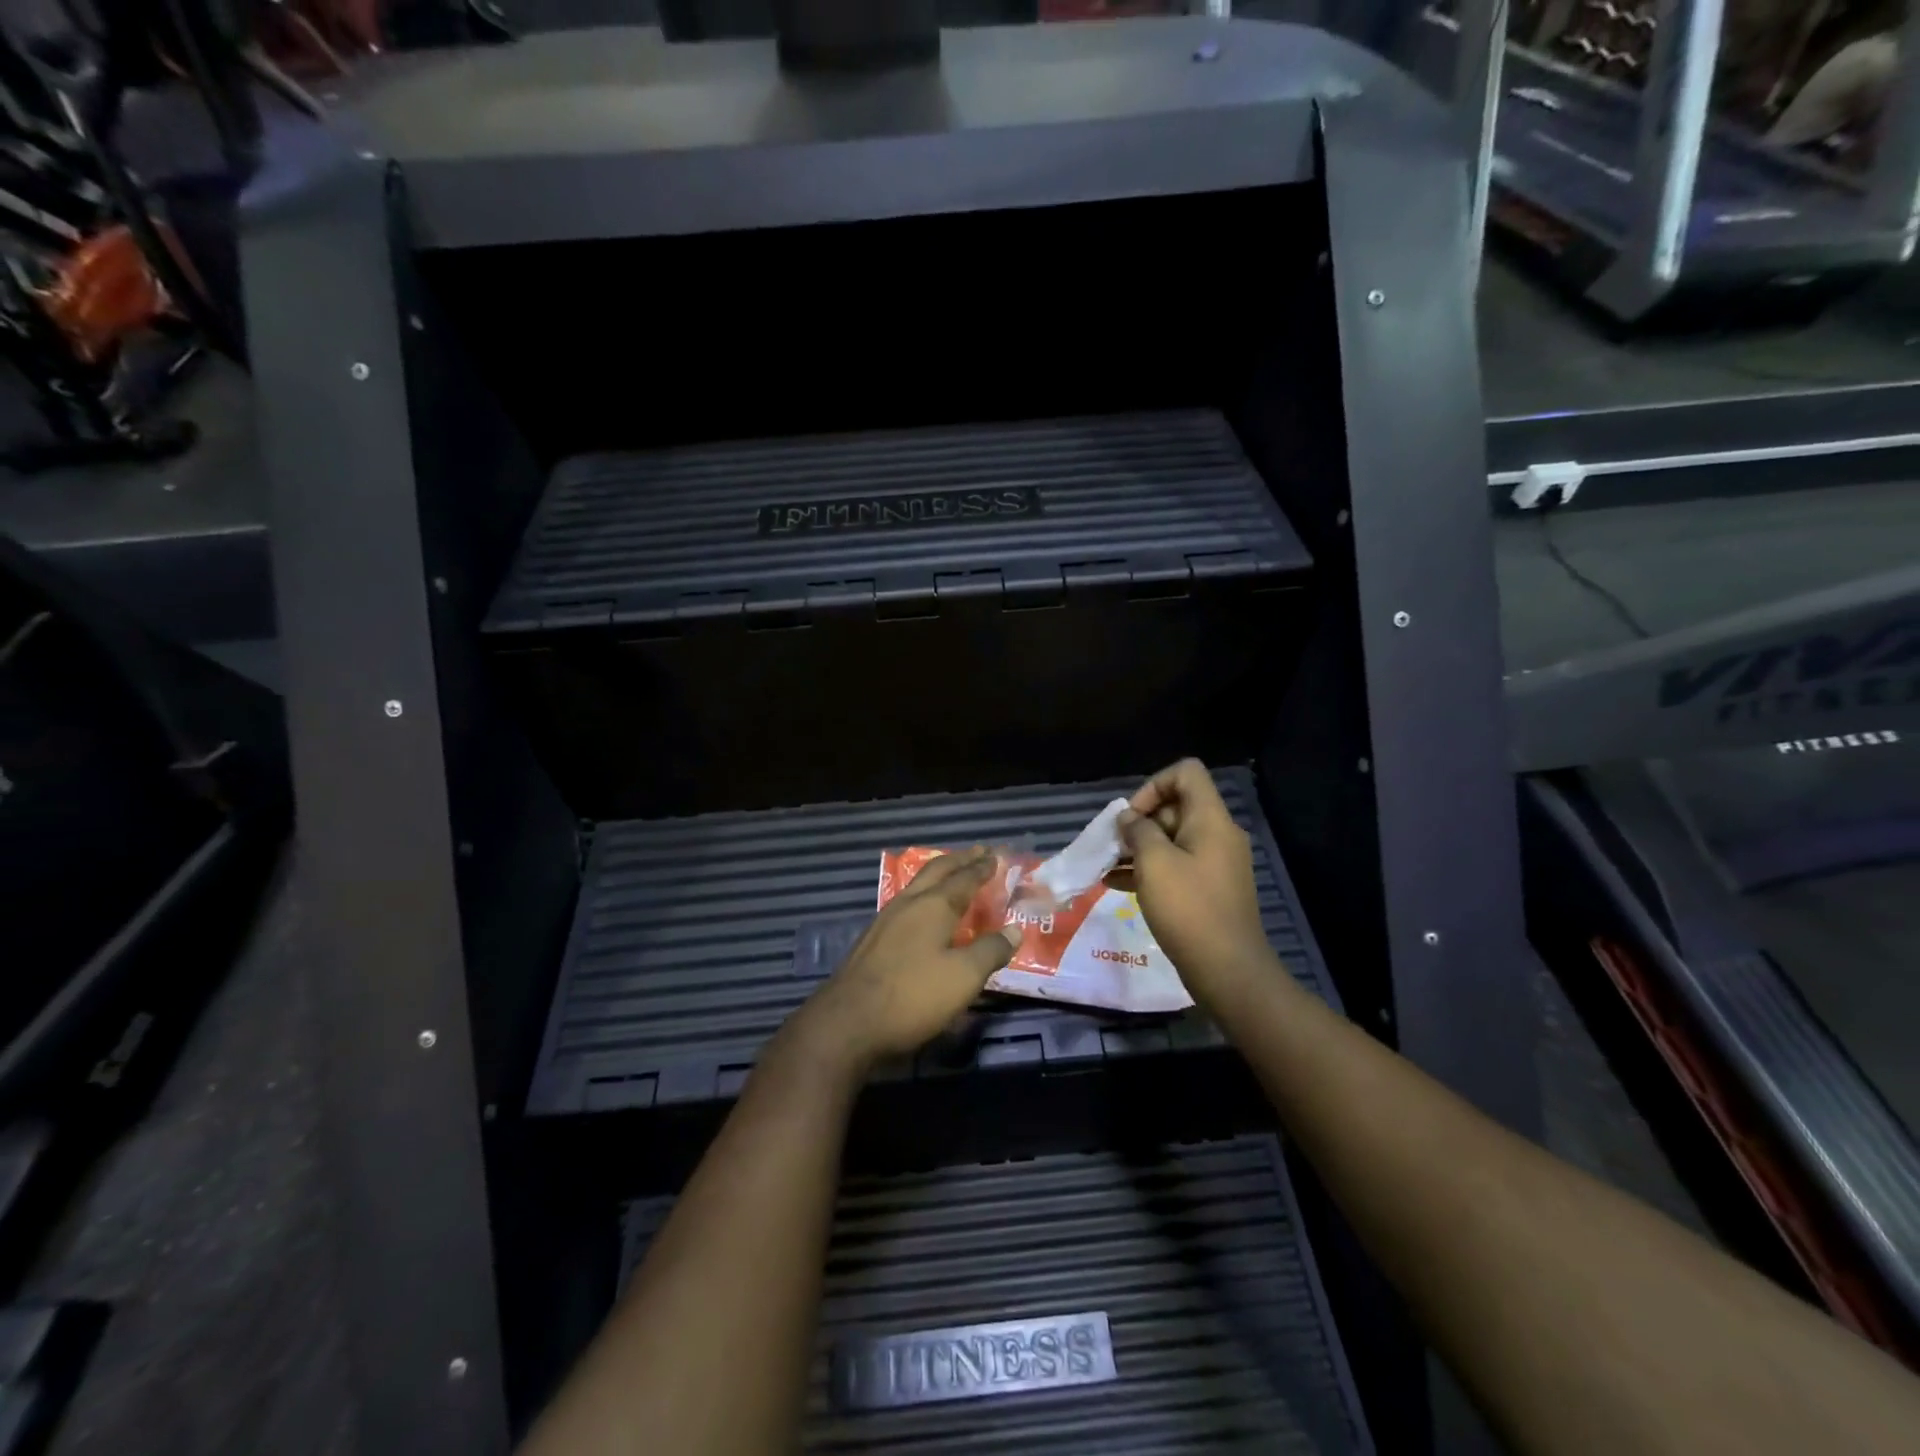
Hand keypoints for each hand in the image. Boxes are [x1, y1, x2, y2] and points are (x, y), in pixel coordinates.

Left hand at [788, 847, 1019, 1079]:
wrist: (848, 1022)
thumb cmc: (913, 995)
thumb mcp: (963, 977)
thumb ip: (990, 951)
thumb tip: (1014, 930)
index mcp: (933, 906)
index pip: (964, 878)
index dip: (982, 867)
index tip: (997, 856)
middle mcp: (908, 904)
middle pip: (936, 872)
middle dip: (960, 860)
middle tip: (978, 852)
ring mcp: (885, 920)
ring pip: (917, 886)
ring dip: (939, 876)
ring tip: (952, 875)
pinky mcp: (872, 940)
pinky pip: (906, 904)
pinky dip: (924, 896)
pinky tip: (923, 912)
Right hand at [1119, 759, 1276, 1010]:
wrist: (1227, 969)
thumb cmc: (1188, 908)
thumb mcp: (1154, 863)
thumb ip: (1138, 831)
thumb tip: (1128, 818)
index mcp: (1210, 819)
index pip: (1186, 773)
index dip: (1153, 785)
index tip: (1132, 816)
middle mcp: (1217, 835)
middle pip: (1175, 806)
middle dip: (1139, 821)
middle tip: (1113, 846)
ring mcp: (1214, 863)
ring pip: (1171, 839)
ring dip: (1138, 847)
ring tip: (1106, 865)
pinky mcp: (1208, 889)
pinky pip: (1175, 866)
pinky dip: (1148, 869)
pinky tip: (1114, 884)